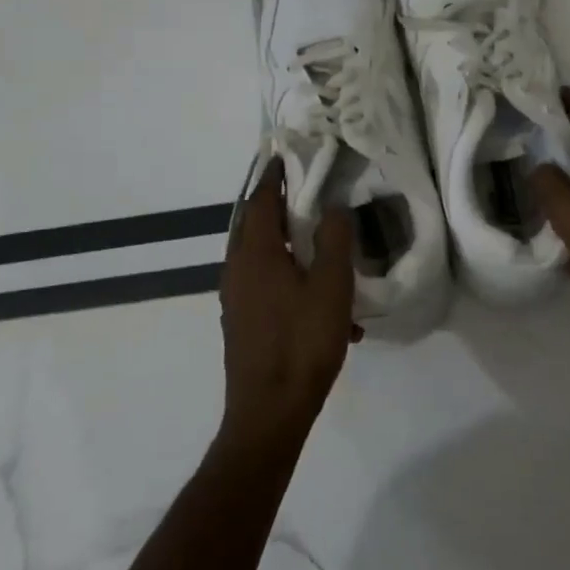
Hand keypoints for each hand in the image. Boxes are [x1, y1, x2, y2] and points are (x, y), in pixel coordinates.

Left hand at [217, 157, 361, 450]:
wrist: (269, 413)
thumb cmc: (302, 343)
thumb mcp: (330, 287)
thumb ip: (333, 241)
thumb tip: (333, 207)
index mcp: (254, 254)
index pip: (260, 201)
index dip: (274, 177)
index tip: (286, 156)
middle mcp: (237, 270)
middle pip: (255, 226)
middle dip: (279, 208)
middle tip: (308, 194)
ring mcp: (236, 299)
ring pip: (261, 258)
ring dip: (287, 247)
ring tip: (322, 249)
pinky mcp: (242, 323)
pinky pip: (265, 286)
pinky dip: (289, 280)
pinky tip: (324, 307)